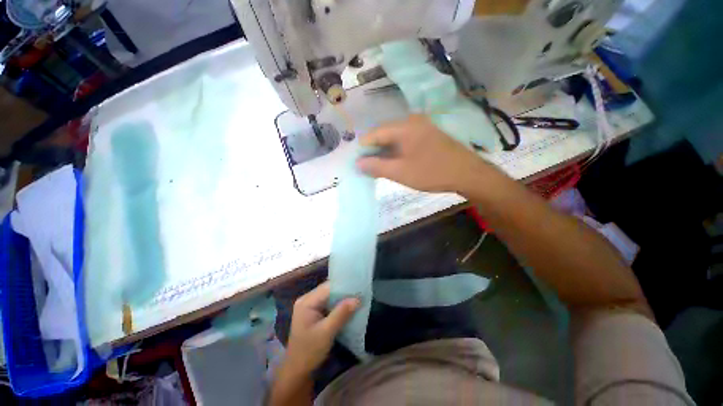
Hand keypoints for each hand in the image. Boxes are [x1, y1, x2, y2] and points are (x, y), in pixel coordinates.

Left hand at [285, 282, 359, 374]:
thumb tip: (358, 298)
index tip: (359, 287)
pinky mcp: (314, 313)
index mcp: (307, 301)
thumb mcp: (327, 332)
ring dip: (343, 299)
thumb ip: (341, 313)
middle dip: (344, 292)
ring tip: (358, 298)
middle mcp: (308, 299)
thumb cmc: (309, 351)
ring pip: (330, 297)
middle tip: (361, 293)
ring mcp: (310, 306)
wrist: (297, 371)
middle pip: (329, 290)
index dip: (344, 286)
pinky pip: (329, 304)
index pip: (328, 287)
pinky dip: (339, 305)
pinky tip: (349, 308)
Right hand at [357, 115, 488, 192]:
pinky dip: (396, 151)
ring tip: (378, 166)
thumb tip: (358, 163)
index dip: (363, 147)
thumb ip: (376, 167)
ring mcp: (422, 127)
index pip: (375, 133)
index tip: (356, 161)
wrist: (467, 174)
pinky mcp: (428, 135)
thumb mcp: (400, 172)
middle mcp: (412, 121)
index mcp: (404, 126)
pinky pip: (405, 141)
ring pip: (395, 138)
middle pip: (384, 134)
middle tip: (366, 166)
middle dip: (374, 150)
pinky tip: (394, 162)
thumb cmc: (431, 172)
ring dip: (385, 152)